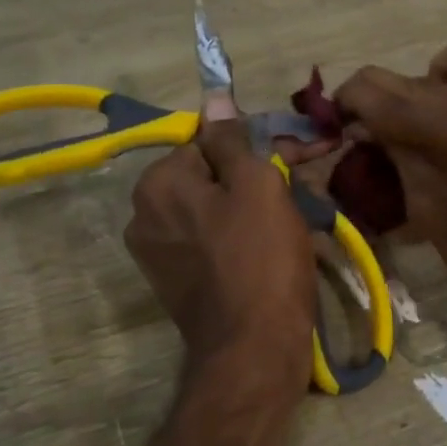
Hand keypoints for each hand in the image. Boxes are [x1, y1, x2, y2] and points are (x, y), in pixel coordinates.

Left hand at [124, 111, 315, 402]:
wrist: (254, 349)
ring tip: (296, 222)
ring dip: (252, 209)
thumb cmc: (261, 259)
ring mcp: (157, 254)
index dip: (255, 147)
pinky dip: (240, 240)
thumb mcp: (256, 185)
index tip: (296, 157)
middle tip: (302, 189)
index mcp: (157, 184)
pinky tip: (274, 250)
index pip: (209, 141)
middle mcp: (144, 215)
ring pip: (213, 212)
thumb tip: (214, 97)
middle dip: (255, 178)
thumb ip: (232, 139)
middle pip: (209, 178)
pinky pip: (211, 244)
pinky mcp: (176, 284)